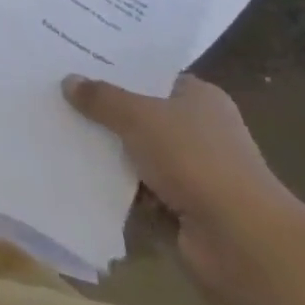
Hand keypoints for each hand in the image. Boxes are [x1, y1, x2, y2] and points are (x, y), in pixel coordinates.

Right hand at [65, 74, 300, 291]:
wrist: (244, 244)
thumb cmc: (196, 160)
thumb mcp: (139, 116)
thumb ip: (102, 98)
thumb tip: (68, 80)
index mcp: (199, 97)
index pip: (150, 74)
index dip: (116, 68)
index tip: (77, 60)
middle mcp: (199, 130)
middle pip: (142, 112)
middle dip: (106, 110)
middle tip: (60, 92)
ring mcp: (194, 173)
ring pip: (138, 152)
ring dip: (109, 151)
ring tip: (61, 130)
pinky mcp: (185, 210)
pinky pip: (140, 189)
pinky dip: (118, 186)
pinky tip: (81, 172)